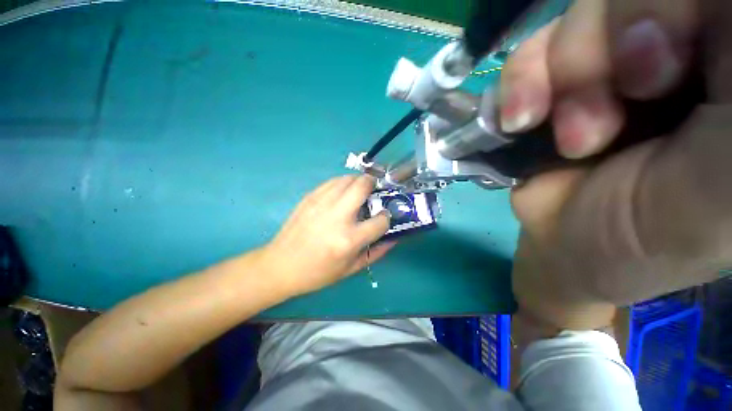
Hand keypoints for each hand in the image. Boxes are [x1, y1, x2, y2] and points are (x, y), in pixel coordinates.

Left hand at [260, 175, 393, 295]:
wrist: (280, 265)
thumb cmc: (317, 273)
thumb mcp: (350, 269)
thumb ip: (376, 253)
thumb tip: (393, 239)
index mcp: (349, 239)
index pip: (380, 220)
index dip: (386, 217)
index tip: (383, 217)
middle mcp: (337, 217)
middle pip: (363, 186)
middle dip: (374, 184)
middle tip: (375, 190)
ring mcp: (321, 203)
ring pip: (347, 179)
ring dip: (358, 181)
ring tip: (360, 190)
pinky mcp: (310, 197)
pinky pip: (332, 181)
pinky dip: (343, 183)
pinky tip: (342, 192)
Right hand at [505, 0, 731, 328]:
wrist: (579, 246)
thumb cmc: (668, 225)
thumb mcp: (727, 172)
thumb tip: (690, 22)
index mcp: (723, 55)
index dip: (662, 10)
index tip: (657, 70)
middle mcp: (668, 42)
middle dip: (609, 42)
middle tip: (622, 99)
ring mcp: (604, 60)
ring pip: (574, 17)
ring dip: (561, 76)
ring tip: (572, 139)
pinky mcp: (551, 86)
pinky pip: (526, 55)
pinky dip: (518, 85)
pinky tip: (521, 123)